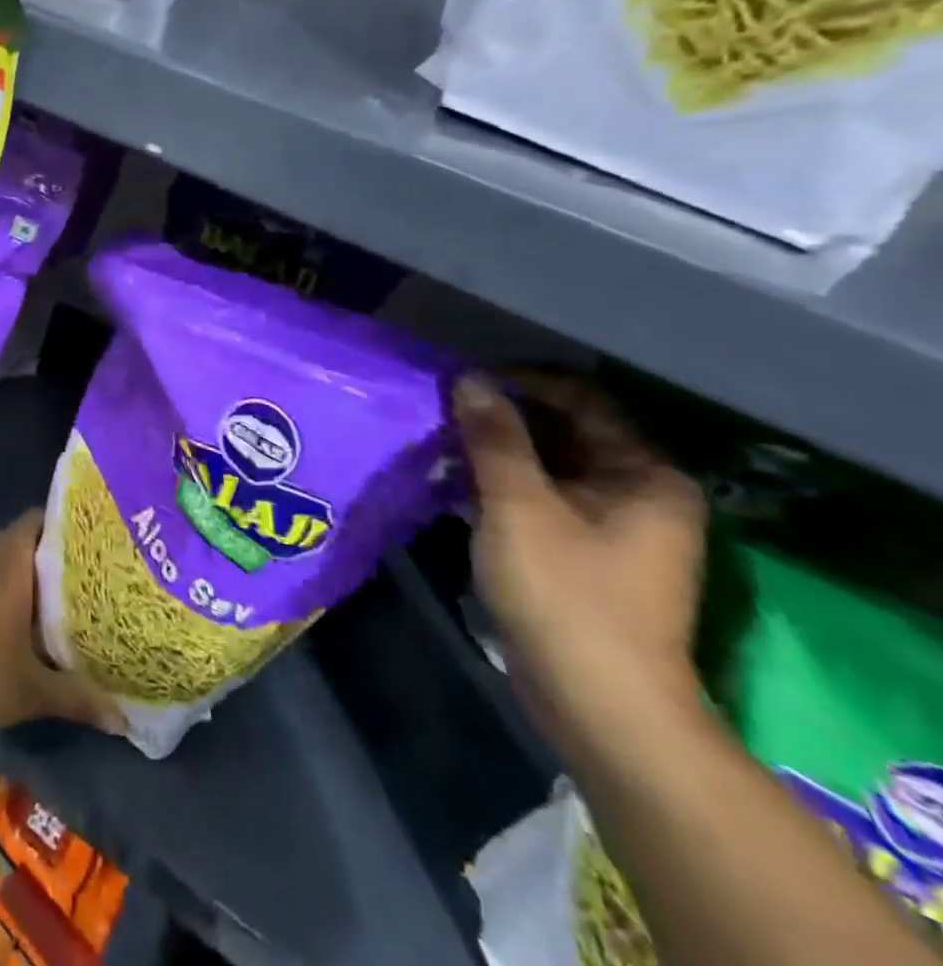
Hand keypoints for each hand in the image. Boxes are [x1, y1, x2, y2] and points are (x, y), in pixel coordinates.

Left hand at [0, 512, 117, 739]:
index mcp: (7, 568)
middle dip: (43, 551)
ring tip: (46, 593)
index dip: (58, 523)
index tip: (83, 538)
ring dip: (16, 570)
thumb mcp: (35, 693)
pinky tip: (4, 616)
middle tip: (75, 571)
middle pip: (16, 539)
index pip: (33, 521)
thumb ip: (80, 698)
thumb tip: (122, 719)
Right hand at [454, 373, 707, 754]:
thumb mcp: (520, 506)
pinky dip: (502, 486)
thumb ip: (494, 438)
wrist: (601, 707)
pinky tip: (456, 482)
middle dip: (503, 417)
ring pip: (548, 468)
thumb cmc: (567, 594)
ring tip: (440, 439)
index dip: (522, 383)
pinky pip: (541, 500)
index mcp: (645, 475)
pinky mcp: (585, 556)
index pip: (583, 401)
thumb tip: (469, 378)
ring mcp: (614, 528)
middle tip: (443, 407)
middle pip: (565, 432)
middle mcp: (640, 494)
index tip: (464, 379)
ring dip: (497, 452)